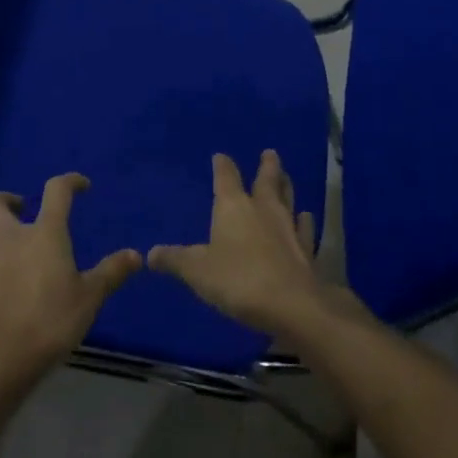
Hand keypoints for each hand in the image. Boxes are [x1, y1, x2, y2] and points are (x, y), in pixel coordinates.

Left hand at [0, 173, 140, 399]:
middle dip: (5, 199)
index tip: (81, 186)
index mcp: (43, 234)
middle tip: (22, 210)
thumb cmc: (52, 321)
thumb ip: (112, 272)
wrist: (4, 359)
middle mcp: (9, 240)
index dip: (70, 182)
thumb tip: (136, 255)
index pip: (56, 191)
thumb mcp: (91, 297)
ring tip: (3, 238)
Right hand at [148, 151, 338, 337]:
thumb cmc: (238, 280)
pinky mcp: (307, 249)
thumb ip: (175, 260)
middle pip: (266, 180)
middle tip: (270, 152)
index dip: (222, 166)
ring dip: (286, 186)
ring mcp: (289, 227)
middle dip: (267, 165)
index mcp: (233, 207)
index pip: (226, 177)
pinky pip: (305, 227)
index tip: (220, 156)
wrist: (291, 305)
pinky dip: (305, 221)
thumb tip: (150, 254)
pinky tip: (306, 217)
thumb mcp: (197, 271)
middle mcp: (263, 209)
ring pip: (288, 198)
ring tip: (286, 176)